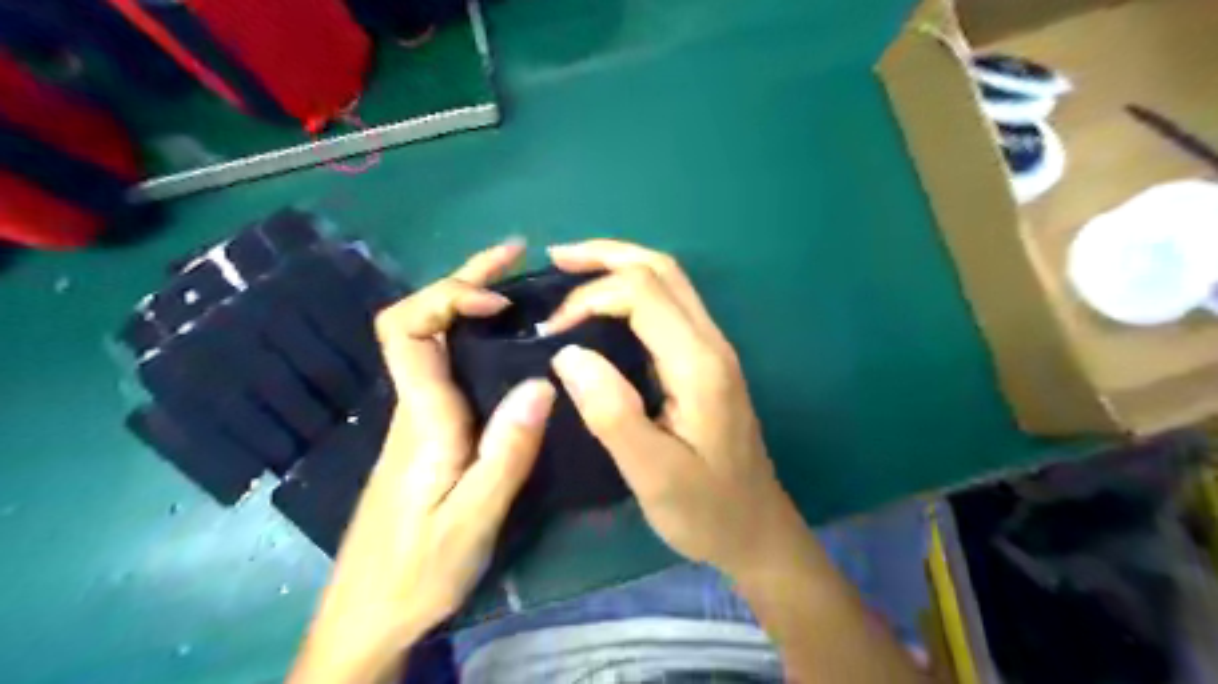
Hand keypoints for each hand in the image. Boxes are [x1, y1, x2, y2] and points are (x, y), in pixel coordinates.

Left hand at [292, 244, 557, 680]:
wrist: (369, 617)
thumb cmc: (417, 571)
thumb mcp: (473, 518)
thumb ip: (507, 451)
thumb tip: (541, 382)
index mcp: (422, 417)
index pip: (404, 328)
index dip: (446, 295)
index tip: (498, 298)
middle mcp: (414, 405)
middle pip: (420, 320)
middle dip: (465, 279)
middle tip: (516, 257)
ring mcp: (419, 419)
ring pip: (435, 342)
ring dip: (470, 305)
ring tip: (521, 290)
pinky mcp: (429, 434)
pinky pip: (448, 368)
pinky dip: (476, 341)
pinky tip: (509, 347)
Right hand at [543, 240, 801, 577]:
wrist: (757, 530)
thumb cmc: (706, 510)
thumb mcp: (653, 474)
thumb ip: (611, 412)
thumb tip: (568, 353)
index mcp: (699, 364)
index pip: (642, 294)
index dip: (590, 298)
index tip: (551, 333)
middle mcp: (711, 343)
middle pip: (662, 269)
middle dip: (606, 255)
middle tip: (555, 258)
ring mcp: (713, 349)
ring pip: (669, 281)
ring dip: (620, 265)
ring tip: (573, 269)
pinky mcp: (707, 361)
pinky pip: (670, 305)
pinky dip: (632, 290)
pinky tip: (605, 303)